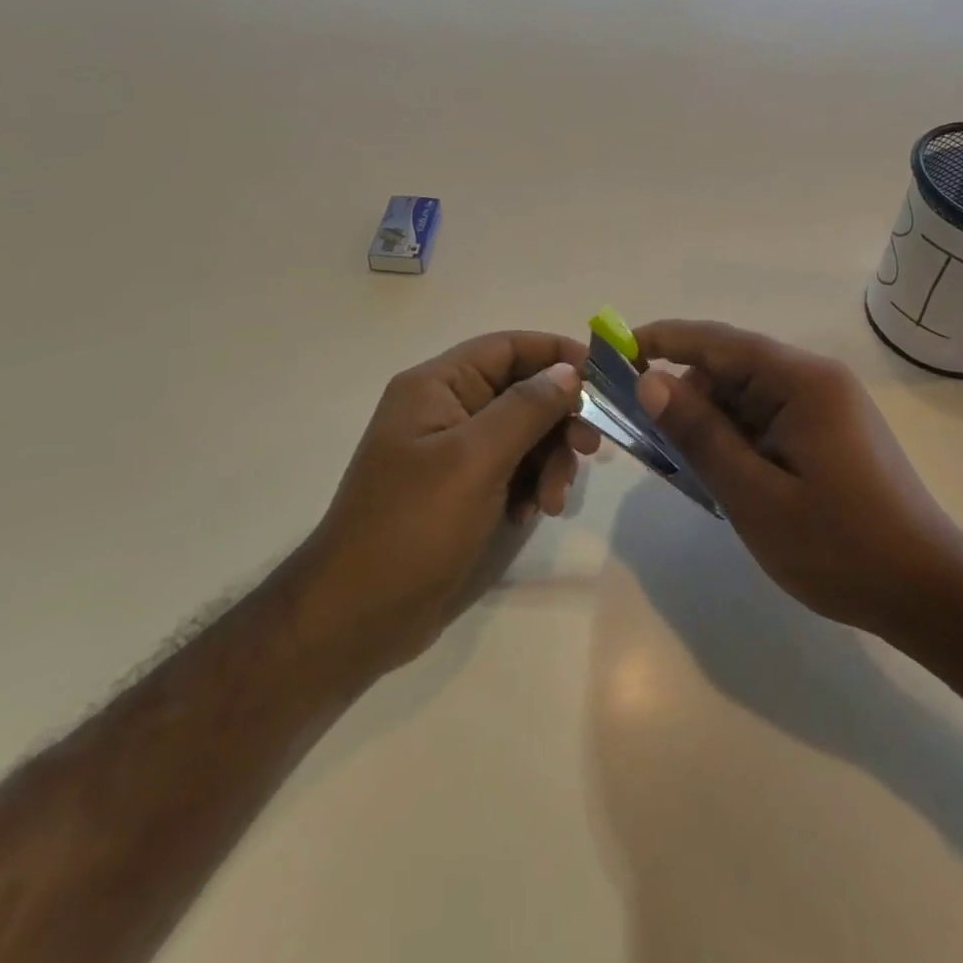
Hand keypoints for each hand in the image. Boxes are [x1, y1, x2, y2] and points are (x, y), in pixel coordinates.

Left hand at [294, 331, 599, 678]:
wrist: (358, 615)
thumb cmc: (414, 524)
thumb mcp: (476, 459)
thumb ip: (527, 408)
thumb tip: (568, 371)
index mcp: (437, 386)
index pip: (508, 347)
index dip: (557, 354)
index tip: (604, 378)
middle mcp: (446, 409)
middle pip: (522, 391)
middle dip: (559, 418)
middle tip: (589, 448)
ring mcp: (454, 452)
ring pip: (524, 433)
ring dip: (550, 460)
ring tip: (553, 500)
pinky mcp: (463, 489)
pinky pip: (513, 469)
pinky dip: (532, 485)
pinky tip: (532, 513)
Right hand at [634, 320, 962, 640]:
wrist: (928, 591)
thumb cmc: (839, 547)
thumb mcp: (754, 495)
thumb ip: (700, 434)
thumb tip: (650, 381)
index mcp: (802, 381)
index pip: (719, 341)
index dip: (663, 340)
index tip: (615, 351)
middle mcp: (816, 379)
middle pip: (732, 368)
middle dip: (686, 395)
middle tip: (647, 439)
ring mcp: (826, 404)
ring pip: (747, 396)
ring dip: (712, 423)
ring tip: (689, 471)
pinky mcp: (830, 430)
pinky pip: (768, 418)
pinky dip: (738, 439)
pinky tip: (726, 477)